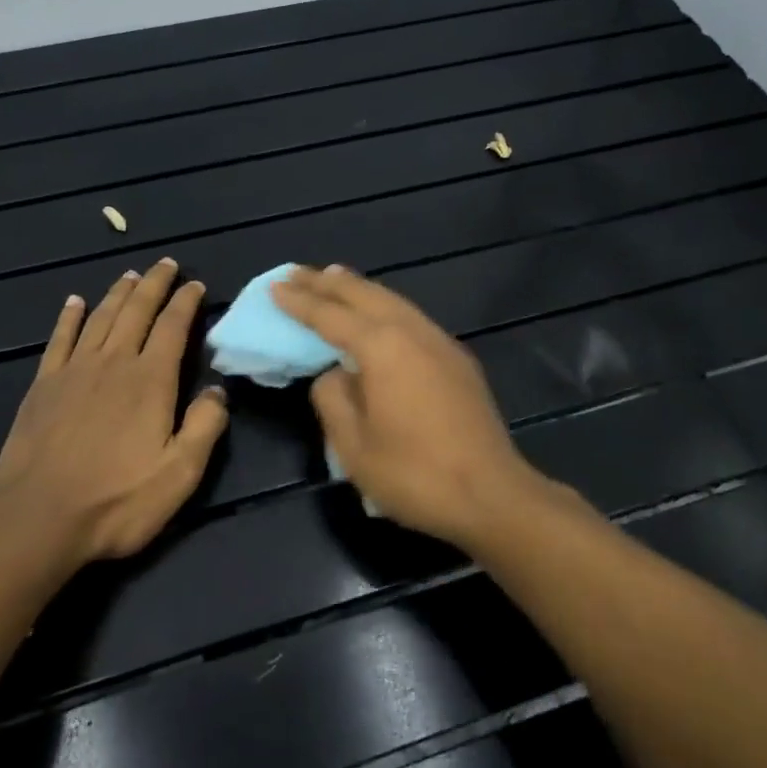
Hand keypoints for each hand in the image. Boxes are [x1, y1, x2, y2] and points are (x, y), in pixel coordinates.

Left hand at [0, 259, 227, 567]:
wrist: (39, 518)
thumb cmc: (117, 500)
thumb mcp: (180, 474)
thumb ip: (205, 427)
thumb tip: (217, 390)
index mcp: (150, 381)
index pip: (173, 328)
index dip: (186, 303)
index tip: (196, 285)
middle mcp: (113, 364)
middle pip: (136, 312)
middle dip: (154, 285)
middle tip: (166, 264)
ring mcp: (74, 372)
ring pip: (100, 318)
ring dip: (118, 294)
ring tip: (130, 275)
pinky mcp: (43, 386)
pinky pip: (59, 340)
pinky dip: (69, 318)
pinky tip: (74, 303)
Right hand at [271, 265, 546, 548]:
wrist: (491, 494)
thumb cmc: (415, 474)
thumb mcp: (353, 446)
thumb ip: (333, 398)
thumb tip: (334, 374)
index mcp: (382, 347)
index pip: (330, 315)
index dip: (300, 301)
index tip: (275, 286)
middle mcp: (412, 332)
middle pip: (364, 295)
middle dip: (327, 282)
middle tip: (298, 273)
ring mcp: (440, 342)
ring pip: (393, 300)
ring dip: (359, 289)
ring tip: (334, 279)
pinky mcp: (458, 359)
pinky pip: (412, 317)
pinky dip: (385, 306)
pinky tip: (379, 315)